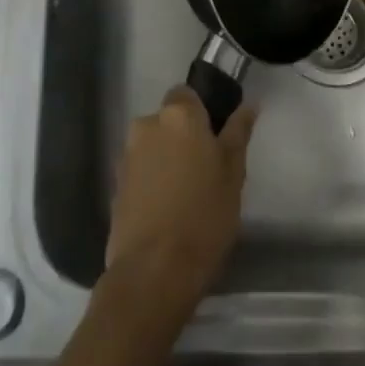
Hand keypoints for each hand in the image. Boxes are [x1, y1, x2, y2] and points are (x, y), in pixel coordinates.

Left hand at [105, 88, 256, 314]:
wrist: (153, 272)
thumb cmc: (204, 216)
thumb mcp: (233, 174)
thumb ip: (238, 133)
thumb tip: (249, 105)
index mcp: (178, 115)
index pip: (188, 94)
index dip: (202, 112)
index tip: (217, 138)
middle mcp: (146, 125)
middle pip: (169, 121)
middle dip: (184, 138)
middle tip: (207, 170)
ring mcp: (126, 156)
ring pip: (154, 146)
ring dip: (168, 160)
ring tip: (187, 196)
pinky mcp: (115, 186)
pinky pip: (141, 171)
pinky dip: (153, 182)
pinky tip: (168, 211)